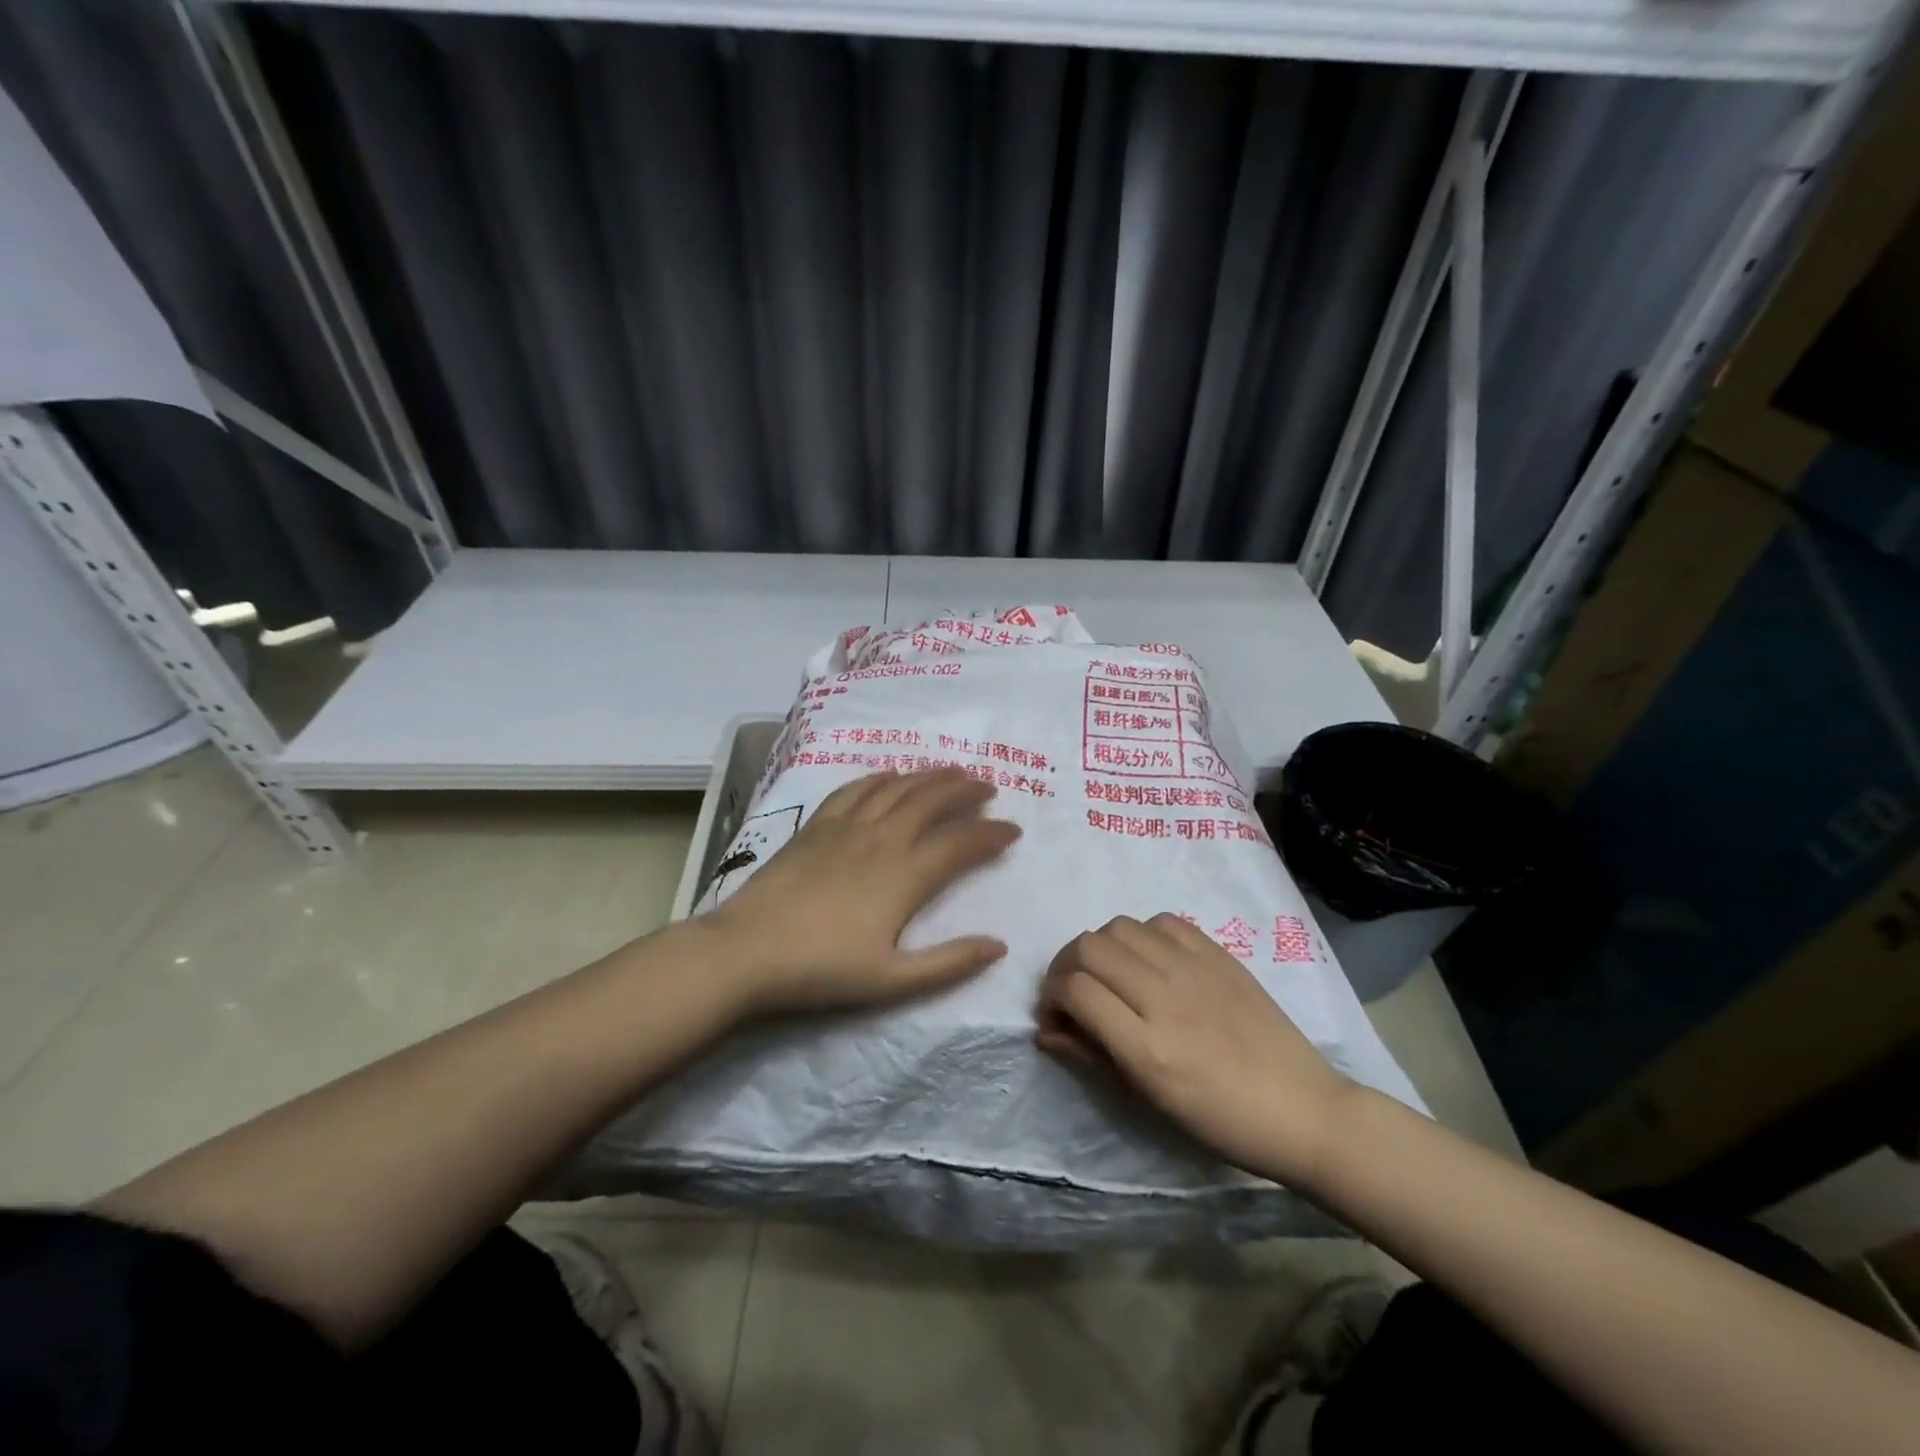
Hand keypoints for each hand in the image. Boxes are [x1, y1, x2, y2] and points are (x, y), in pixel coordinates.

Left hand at [701, 768, 1020, 1015]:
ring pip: (898, 788)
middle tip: (987, 786)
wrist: (747, 951)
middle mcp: (883, 839)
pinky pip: (856, 788)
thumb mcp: (893, 981)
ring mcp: (847, 827)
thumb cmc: (822, 969)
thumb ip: (949, 963)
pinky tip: (890, 775)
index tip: (1012, 830)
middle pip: (932, 801)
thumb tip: (999, 946)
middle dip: (965, 790)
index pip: (961, 844)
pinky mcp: (817, 825)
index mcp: (905, 875)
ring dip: (929, 776)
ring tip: (951, 771)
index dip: (991, 834)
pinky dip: (880, 777)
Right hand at [1035, 913, 1356, 1186]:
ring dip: (1100, 948)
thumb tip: (1047, 1028)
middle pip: (1088, 947)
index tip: (1055, 1014)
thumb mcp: (1147, 1099)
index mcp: (1147, 1048)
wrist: (1303, 1108)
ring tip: (1110, 974)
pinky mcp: (1218, 953)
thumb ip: (1091, 1054)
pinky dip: (1142, 935)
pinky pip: (1161, 921)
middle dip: (1066, 966)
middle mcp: (1165, 997)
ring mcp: (1193, 969)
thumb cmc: (1220, 1121)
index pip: (1075, 990)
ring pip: (1119, 926)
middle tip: (1073, 991)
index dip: (1051, 997)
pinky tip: (1149, 960)